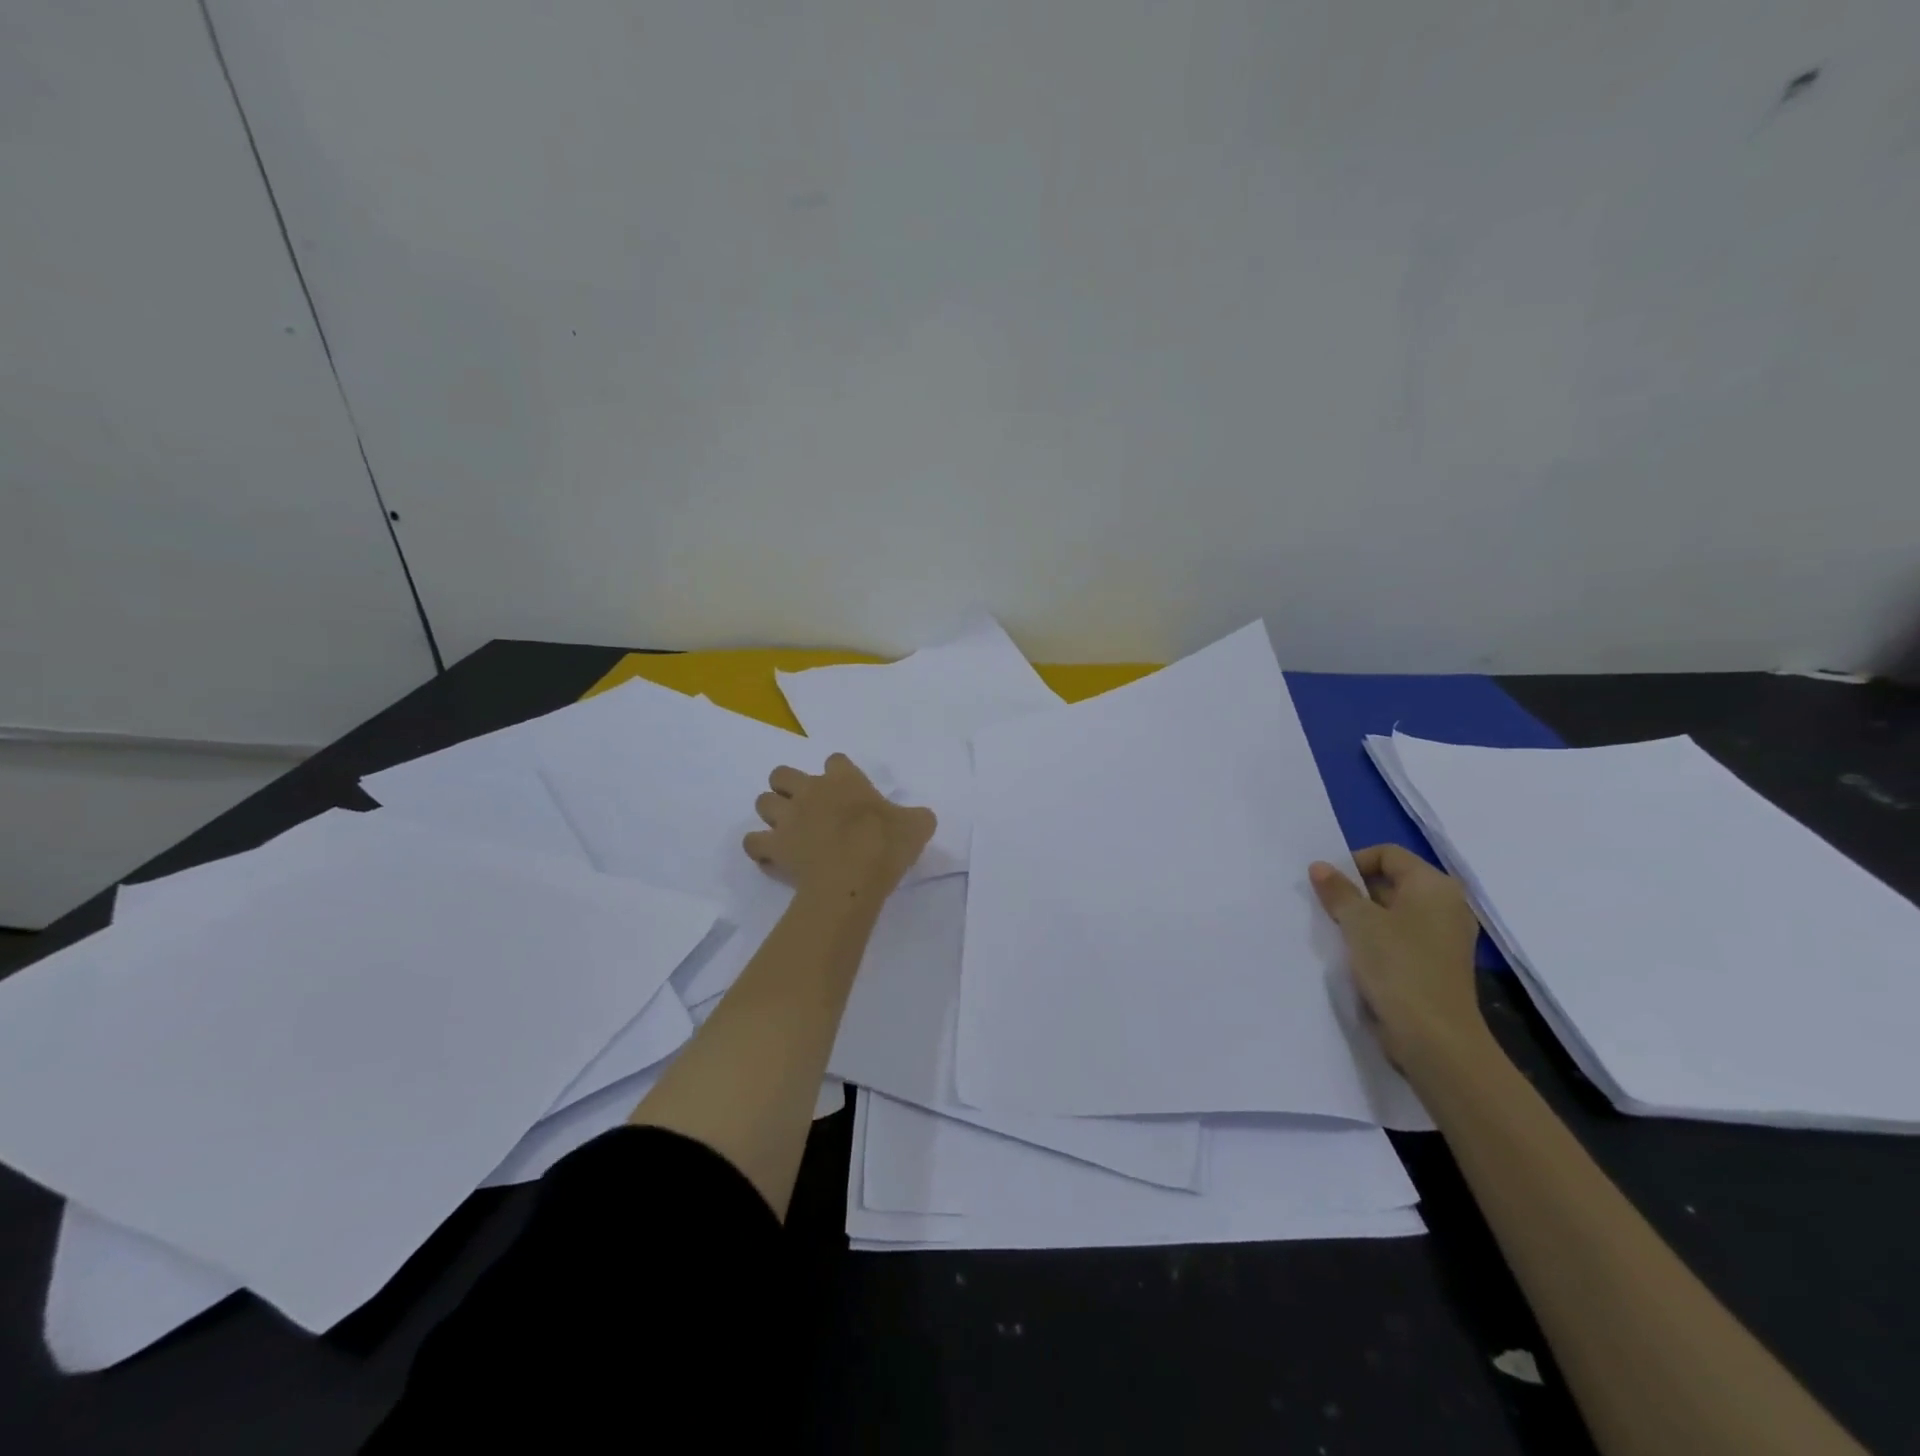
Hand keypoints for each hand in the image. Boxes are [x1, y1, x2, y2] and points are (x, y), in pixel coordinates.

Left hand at [744, 754, 935, 897]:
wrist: (854, 876)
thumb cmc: (886, 845)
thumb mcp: (917, 826)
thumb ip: (916, 817)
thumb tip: (920, 818)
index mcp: (844, 780)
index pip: (835, 761)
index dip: (838, 773)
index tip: (847, 790)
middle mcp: (810, 790)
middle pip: (781, 773)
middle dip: (787, 786)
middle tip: (805, 807)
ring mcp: (787, 817)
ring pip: (762, 801)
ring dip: (771, 813)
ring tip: (787, 830)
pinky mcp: (773, 845)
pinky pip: (752, 841)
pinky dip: (759, 848)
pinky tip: (771, 856)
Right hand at [1309, 845, 1484, 1073]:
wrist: (1434, 1037)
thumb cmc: (1397, 966)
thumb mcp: (1358, 922)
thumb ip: (1337, 890)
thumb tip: (1320, 866)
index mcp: (1434, 885)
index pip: (1387, 854)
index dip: (1353, 863)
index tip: (1328, 887)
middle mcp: (1446, 905)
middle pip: (1392, 881)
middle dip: (1356, 891)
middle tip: (1327, 909)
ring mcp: (1445, 936)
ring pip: (1395, 911)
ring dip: (1364, 918)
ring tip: (1339, 933)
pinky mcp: (1438, 963)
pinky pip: (1402, 937)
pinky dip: (1379, 939)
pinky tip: (1357, 956)